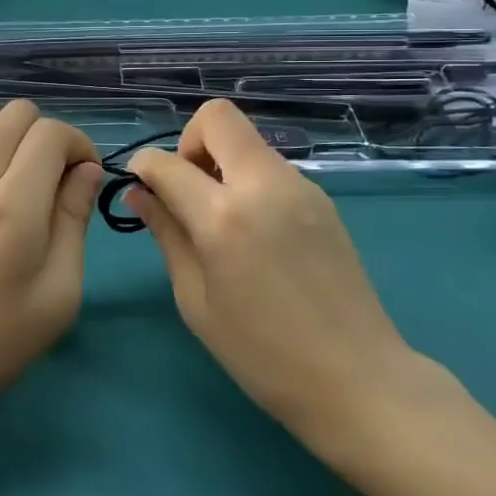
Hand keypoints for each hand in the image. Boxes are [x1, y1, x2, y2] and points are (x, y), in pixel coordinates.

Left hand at [0, 103, 103, 428]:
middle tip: (50, 177)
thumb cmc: (2, 337)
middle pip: (16, 114)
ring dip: (0, 133)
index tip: (82, 177)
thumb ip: (75, 219)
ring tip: (7, 170)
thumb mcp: (62, 290)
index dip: (78, 145)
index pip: (51, 134)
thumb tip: (86, 169)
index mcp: (15, 207)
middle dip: (45, 136)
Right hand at [125, 99, 431, 454]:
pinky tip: (253, 231)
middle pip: (218, 117)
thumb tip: (139, 194)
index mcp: (224, 216)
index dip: (143, 167)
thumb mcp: (196, 299)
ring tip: (218, 219)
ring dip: (220, 161)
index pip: (167, 163)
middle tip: (186, 191)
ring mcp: (300, 187)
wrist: (357, 378)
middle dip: (188, 142)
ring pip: (247, 141)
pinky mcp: (322, 199)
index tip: (138, 186)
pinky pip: (270, 167)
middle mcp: (264, 185)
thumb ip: (166, 235)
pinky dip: (247, 180)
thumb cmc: (262, 352)